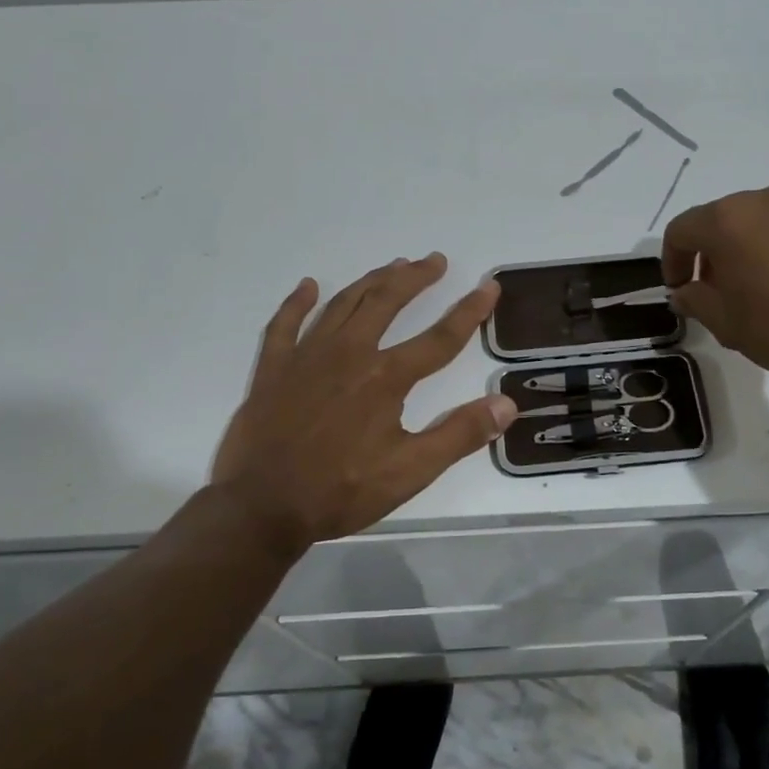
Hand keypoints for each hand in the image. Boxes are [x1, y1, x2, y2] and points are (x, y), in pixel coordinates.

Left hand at [210, 254, 516, 551]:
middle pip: (387, 302)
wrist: (262, 507)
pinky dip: (297, 302)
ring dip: (371, 281)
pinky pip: (284, 324)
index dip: (469, 311)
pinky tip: (308, 286)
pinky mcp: (273, 369)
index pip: (439, 338)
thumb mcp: (411, 471)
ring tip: (392, 266)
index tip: (489, 286)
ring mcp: (306, 357)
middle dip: (414, 278)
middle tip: (433, 261)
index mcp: (385, 378)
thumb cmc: (341, 491)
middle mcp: (348, 354)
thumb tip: (507, 403)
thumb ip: (459, 434)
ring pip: (343, 304)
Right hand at [661, 184, 768, 397]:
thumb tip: (685, 291)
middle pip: (723, 220)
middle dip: (713, 253)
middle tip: (719, 291)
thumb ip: (695, 300)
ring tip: (765, 288)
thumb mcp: (726, 323)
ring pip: (763, 222)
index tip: (680, 290)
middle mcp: (766, 200)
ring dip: (752, 248)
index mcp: (728, 220)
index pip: (681, 231)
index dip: (672, 261)